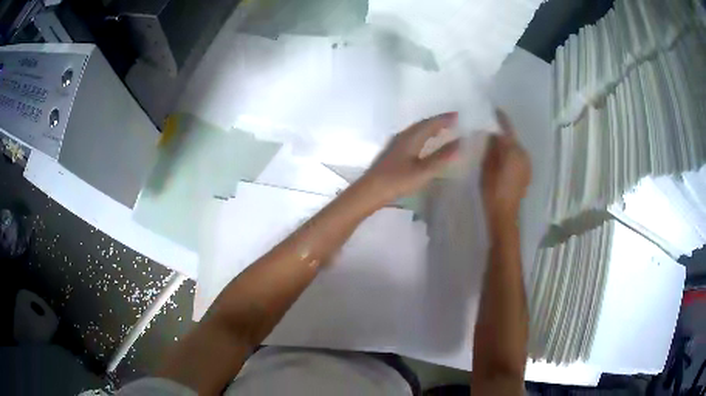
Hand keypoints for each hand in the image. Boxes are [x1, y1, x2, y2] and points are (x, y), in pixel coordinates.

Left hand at [359, 112, 460, 204]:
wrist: (370, 191)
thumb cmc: (397, 181)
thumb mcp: (423, 171)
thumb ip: (441, 157)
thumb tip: (460, 143)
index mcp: (411, 137)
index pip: (430, 123)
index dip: (445, 119)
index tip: (458, 115)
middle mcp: (402, 136)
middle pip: (422, 124)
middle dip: (438, 121)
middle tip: (453, 121)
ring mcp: (395, 144)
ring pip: (416, 130)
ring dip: (430, 128)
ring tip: (442, 130)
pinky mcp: (392, 152)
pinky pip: (411, 137)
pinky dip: (422, 136)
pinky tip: (423, 144)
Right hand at [481, 110, 531, 234]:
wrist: (505, 215)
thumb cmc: (493, 191)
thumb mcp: (487, 167)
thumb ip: (490, 147)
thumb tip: (491, 132)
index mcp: (514, 151)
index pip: (507, 128)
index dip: (499, 118)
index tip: (492, 109)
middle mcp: (524, 154)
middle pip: (512, 138)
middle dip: (501, 132)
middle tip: (487, 128)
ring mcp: (527, 165)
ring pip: (515, 148)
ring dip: (505, 144)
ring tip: (492, 143)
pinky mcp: (526, 173)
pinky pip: (517, 157)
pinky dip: (509, 154)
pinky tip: (501, 158)